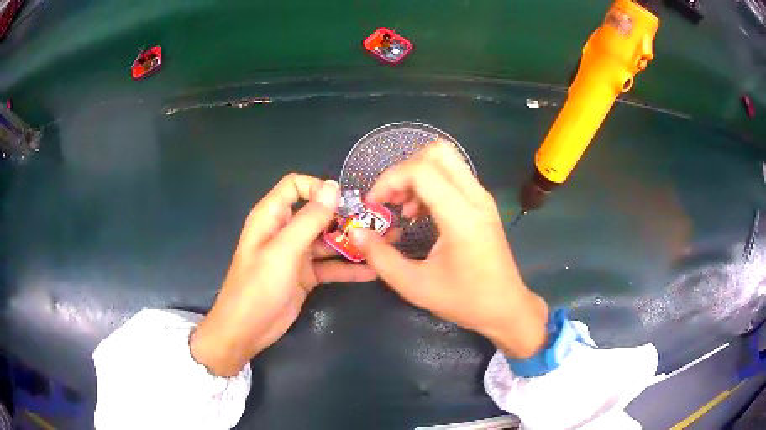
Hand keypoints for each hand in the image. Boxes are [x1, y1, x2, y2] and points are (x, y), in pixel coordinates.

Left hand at [191, 174, 376, 375]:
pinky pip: (330, 266)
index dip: (318, 188)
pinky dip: (348, 268)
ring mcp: (296, 254)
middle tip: (375, 224)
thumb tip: (333, 187)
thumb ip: (310, 219)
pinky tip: (372, 271)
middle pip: (317, 213)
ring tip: (381, 245)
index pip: (295, 186)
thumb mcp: (284, 250)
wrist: (247, 330)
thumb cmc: (259, 286)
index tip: (343, 202)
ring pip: (328, 241)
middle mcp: (285, 231)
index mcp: (272, 216)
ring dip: (352, 243)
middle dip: (345, 217)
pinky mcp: (306, 276)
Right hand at [349, 142, 548, 358]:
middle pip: (437, 152)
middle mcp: (475, 197)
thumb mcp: (414, 285)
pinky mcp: (482, 204)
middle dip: (404, 169)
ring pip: (445, 160)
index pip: (421, 170)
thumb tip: (357, 232)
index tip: (374, 205)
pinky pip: (452, 176)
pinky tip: (419, 213)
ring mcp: (481, 198)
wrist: (505, 307)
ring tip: (402, 209)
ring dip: (416, 175)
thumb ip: (380, 257)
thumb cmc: (463, 300)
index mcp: (461, 216)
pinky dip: (429, 184)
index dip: (390, 179)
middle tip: (389, 199)